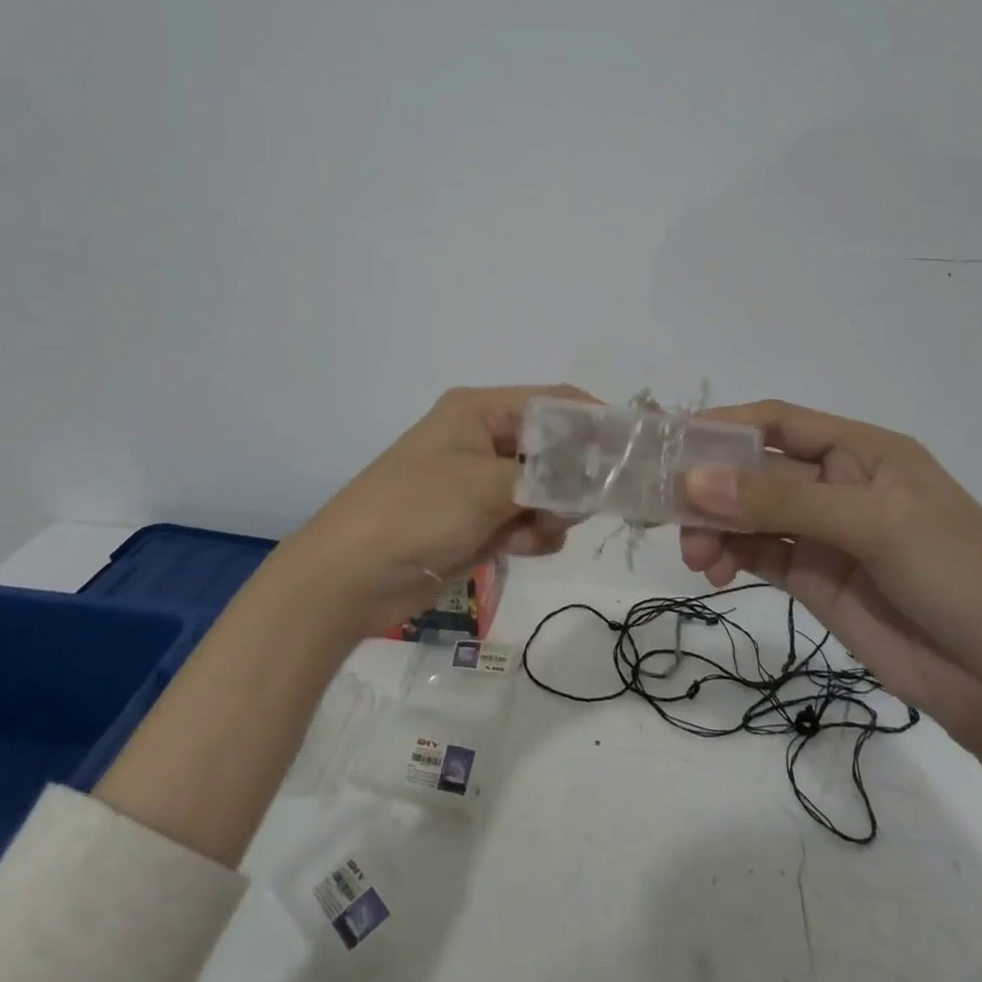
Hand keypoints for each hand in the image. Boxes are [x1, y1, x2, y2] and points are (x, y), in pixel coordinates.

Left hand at [278, 385, 590, 635]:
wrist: (348, 578)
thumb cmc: (414, 513)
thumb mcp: (484, 486)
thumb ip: (546, 477)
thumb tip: (596, 476)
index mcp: (480, 411)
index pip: (556, 403)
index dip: (596, 424)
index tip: (633, 457)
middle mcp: (484, 438)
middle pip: (556, 448)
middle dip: (573, 479)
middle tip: (579, 508)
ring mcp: (482, 481)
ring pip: (547, 489)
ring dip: (552, 512)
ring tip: (533, 534)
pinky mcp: (479, 519)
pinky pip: (527, 518)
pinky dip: (532, 533)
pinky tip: (517, 550)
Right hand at [678, 401, 981, 748]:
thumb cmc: (962, 578)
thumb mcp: (875, 525)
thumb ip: (782, 502)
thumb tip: (692, 482)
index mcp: (862, 451)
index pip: (778, 422)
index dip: (724, 426)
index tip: (670, 443)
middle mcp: (838, 485)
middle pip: (754, 471)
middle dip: (711, 487)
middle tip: (670, 513)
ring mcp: (825, 535)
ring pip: (748, 515)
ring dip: (714, 527)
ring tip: (697, 558)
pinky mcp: (816, 581)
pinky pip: (758, 555)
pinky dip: (728, 557)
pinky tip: (714, 573)